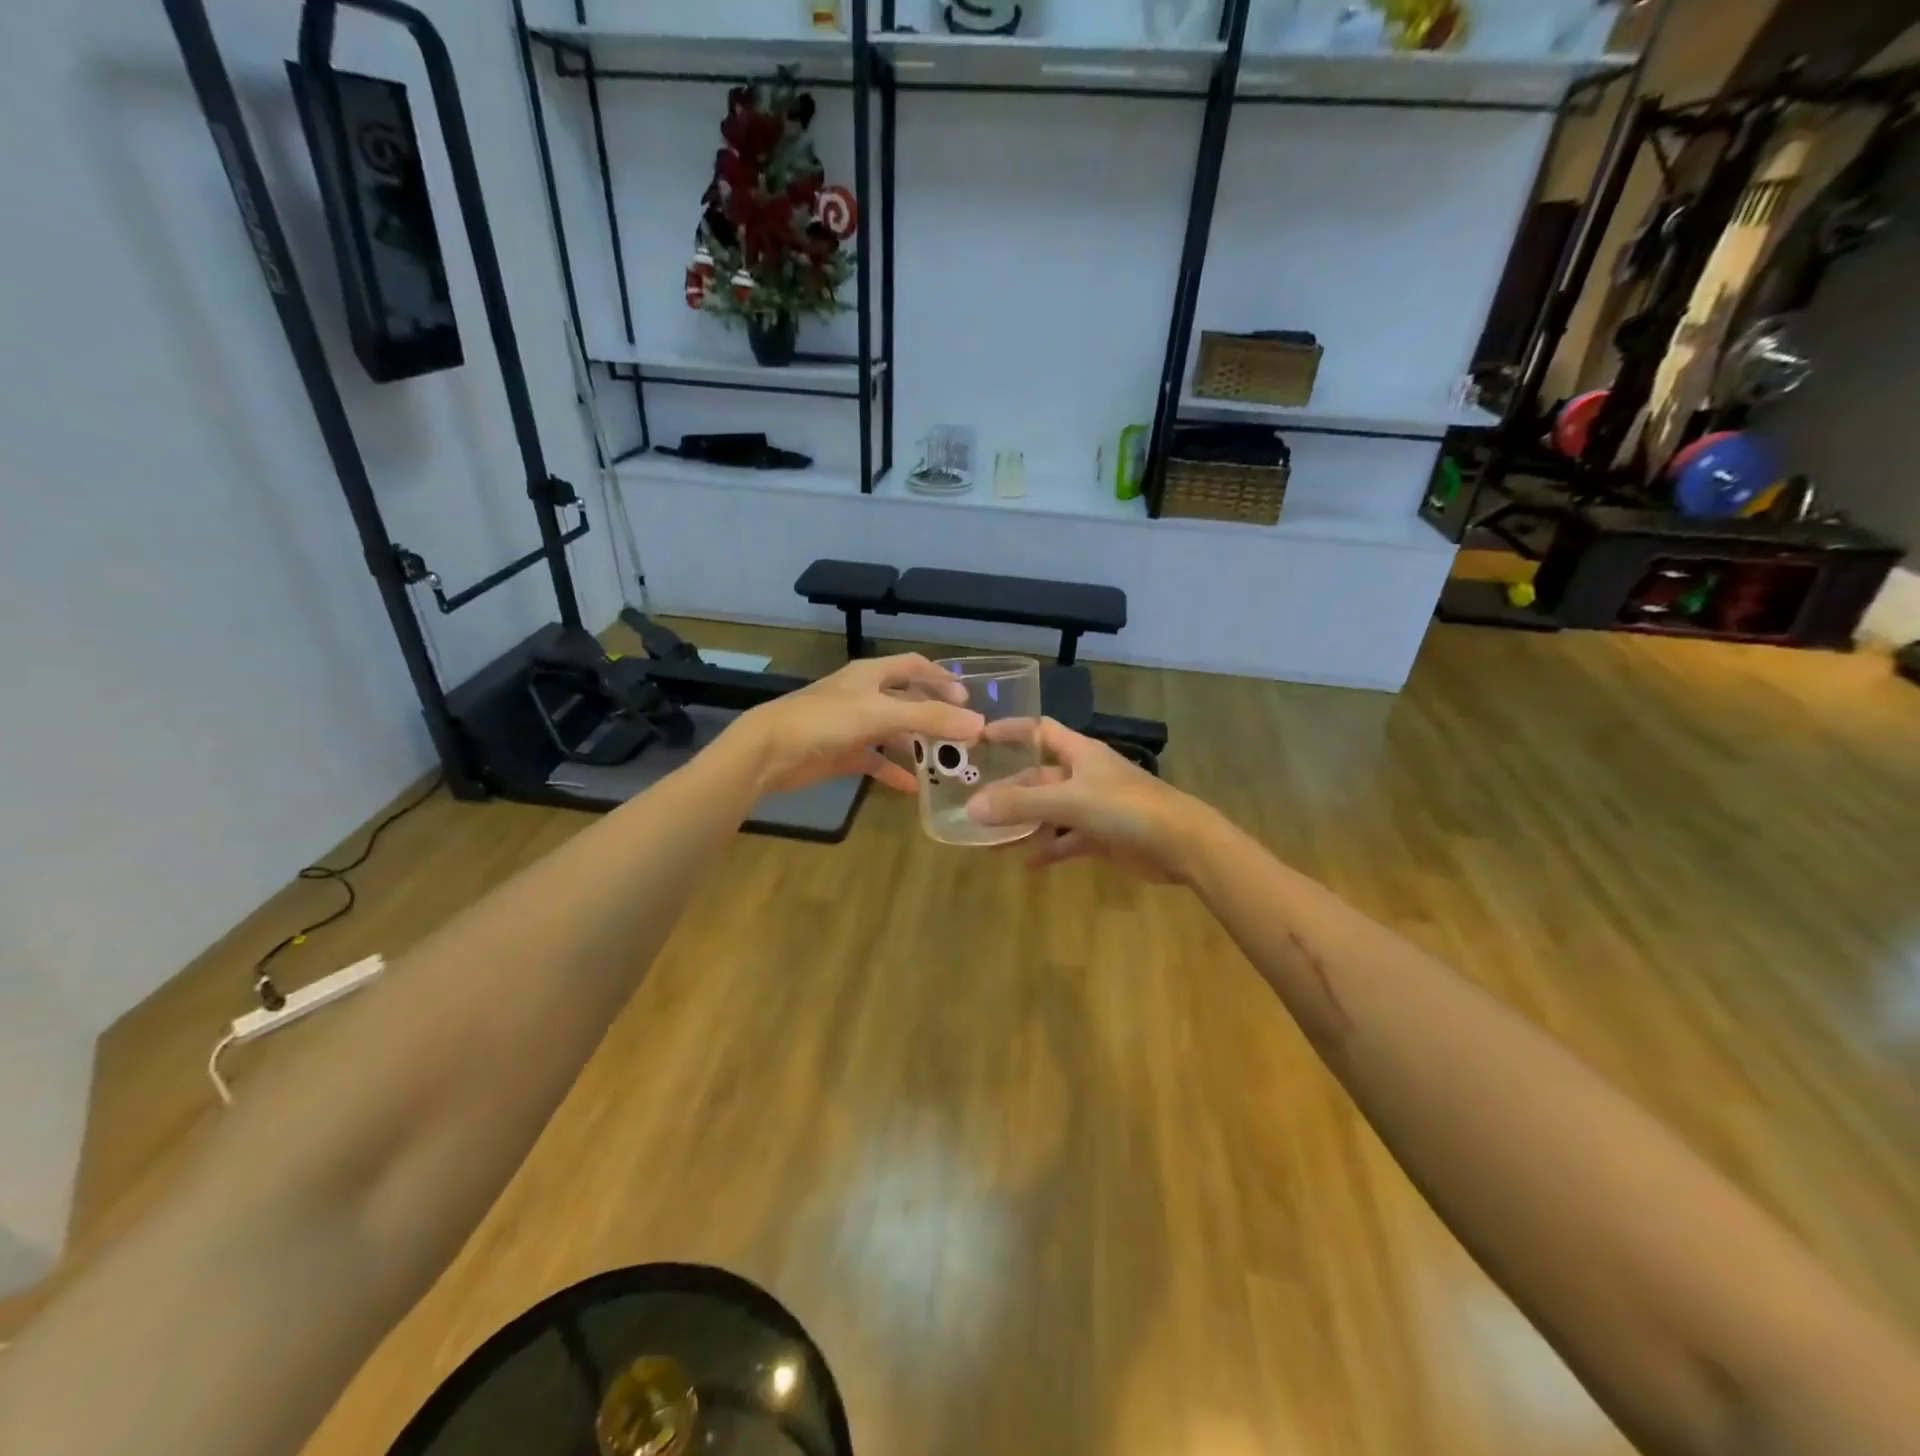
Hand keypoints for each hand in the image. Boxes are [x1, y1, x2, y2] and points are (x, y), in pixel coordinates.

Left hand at [729, 654, 983, 794]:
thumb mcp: (881, 714)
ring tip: (945, 761)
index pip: (913, 666)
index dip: (940, 678)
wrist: (769, 751)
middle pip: (907, 700)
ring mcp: (851, 725)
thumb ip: (929, 718)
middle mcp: (863, 695)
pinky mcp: (841, 753)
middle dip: (933, 715)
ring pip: (893, 732)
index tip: (967, 698)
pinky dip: (893, 771)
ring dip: (916, 745)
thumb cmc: (824, 720)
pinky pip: (875, 761)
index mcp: (870, 675)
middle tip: (962, 734)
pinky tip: (913, 787)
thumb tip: (979, 724)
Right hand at [966, 719, 1204, 882]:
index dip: (1011, 730)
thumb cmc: (1125, 808)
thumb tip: (972, 808)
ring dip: (1023, 824)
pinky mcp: (1103, 837)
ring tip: (990, 839)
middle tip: (974, 804)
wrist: (1181, 844)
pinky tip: (1026, 865)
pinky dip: (1048, 850)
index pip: (1040, 730)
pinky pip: (1066, 841)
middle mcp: (1085, 775)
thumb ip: (1021, 805)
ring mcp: (1094, 807)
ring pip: (1050, 812)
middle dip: (1008, 790)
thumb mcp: (1069, 802)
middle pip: (1038, 777)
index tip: (979, 737)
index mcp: (1080, 753)